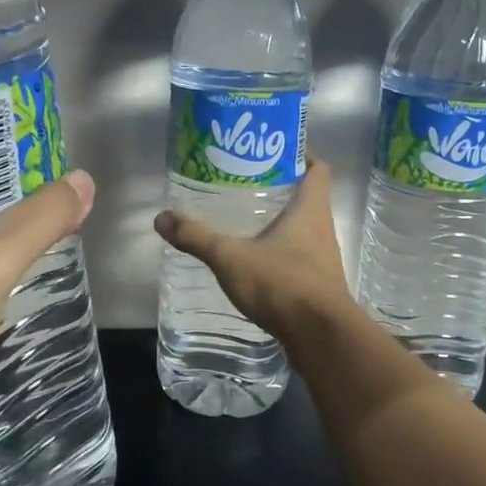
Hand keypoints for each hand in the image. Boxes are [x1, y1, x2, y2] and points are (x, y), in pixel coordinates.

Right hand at [153, 157, 350, 339]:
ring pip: (305, 228)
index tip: (275, 148)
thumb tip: (162, 218)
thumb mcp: (231, 258)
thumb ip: (197, 237)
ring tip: (248, 218)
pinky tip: (256, 259)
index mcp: (310, 210)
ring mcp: (324, 258)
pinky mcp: (319, 284)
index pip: (318, 168)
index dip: (301, 154)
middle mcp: (322, 228)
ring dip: (283, 220)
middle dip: (283, 187)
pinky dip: (282, 250)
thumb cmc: (282, 283)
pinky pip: (301, 256)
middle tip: (248, 181)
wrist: (320, 337)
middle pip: (309, 196)